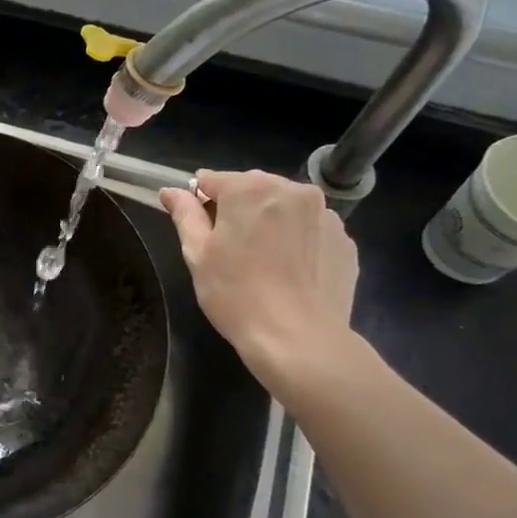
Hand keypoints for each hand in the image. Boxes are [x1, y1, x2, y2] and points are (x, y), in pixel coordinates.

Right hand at [159, 169, 358, 395]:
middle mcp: (293, 190)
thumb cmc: (235, 293)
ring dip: (270, 223)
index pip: (212, 180)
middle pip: (252, 189)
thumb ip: (184, 214)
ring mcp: (325, 215)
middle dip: (238, 210)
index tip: (200, 232)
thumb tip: (171, 191)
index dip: (200, 203)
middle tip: (230, 250)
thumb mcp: (197, 253)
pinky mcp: (345, 240)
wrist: (298, 337)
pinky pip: (310, 231)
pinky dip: (297, 242)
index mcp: (251, 188)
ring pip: (284, 208)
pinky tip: (289, 273)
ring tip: (263, 263)